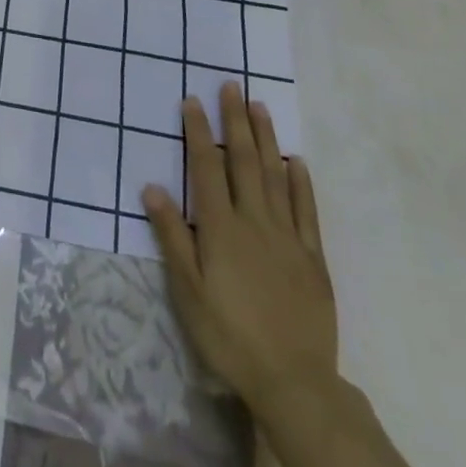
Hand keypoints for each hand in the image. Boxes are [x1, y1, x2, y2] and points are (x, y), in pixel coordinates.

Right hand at [142, 83, 337, 425]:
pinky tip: (296, 161)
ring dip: (265, 138)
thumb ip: (172, 236)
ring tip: (259, 106)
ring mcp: (287, 236)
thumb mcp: (187, 290)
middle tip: (231, 85)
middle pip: (242, 161)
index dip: (198, 132)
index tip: (193, 100)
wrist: (293, 381)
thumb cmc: (229, 335)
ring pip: (274, 175)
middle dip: (234, 121)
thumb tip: (153, 186)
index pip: (205, 167)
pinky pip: (306, 210)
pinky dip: (300, 182)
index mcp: (220, 228)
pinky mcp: (312, 257)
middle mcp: (254, 221)